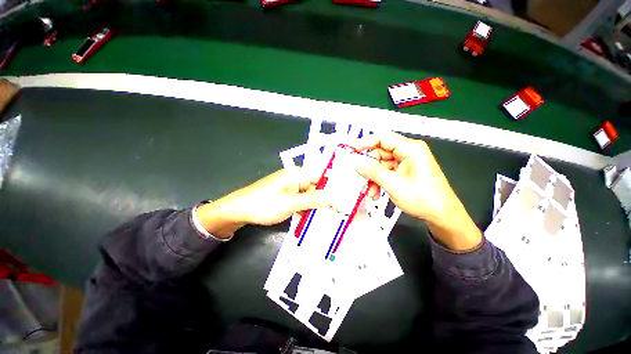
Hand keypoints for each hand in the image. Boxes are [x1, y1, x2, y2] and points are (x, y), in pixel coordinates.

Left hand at [196, 169, 327, 237]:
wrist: (239, 210)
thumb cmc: (264, 204)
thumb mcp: (290, 203)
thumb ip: (312, 200)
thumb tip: (333, 197)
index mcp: (298, 174)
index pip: (322, 176)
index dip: (333, 186)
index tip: (345, 198)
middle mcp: (296, 177)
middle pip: (317, 186)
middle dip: (326, 198)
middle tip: (339, 212)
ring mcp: (291, 186)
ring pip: (310, 194)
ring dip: (317, 204)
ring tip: (330, 216)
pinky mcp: (287, 195)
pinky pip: (302, 199)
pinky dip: (308, 207)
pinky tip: (314, 216)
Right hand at [350, 132, 481, 250]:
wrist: (442, 217)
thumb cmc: (422, 198)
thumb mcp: (393, 184)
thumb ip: (371, 171)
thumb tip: (353, 160)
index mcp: (410, 148)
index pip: (382, 138)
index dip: (364, 143)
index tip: (350, 151)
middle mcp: (408, 152)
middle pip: (380, 152)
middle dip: (368, 167)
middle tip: (358, 177)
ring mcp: (406, 162)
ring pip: (381, 164)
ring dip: (373, 177)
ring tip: (369, 191)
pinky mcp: (405, 172)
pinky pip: (386, 172)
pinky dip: (379, 181)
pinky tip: (376, 193)